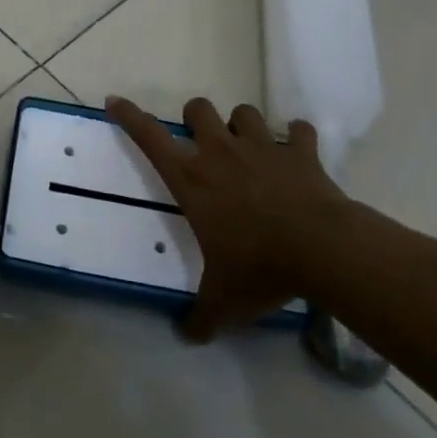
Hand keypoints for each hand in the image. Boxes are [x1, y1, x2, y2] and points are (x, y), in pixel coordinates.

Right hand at [106, 95, 352, 340]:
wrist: (322, 249)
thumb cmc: (260, 267)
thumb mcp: (224, 300)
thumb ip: (201, 316)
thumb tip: (186, 336)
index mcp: (193, 179)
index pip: (149, 136)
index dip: (129, 116)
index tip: (115, 101)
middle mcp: (221, 152)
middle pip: (198, 109)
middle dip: (196, 117)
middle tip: (204, 141)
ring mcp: (262, 146)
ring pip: (245, 112)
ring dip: (244, 125)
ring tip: (250, 147)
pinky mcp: (300, 152)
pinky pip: (298, 130)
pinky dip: (298, 138)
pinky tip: (298, 153)